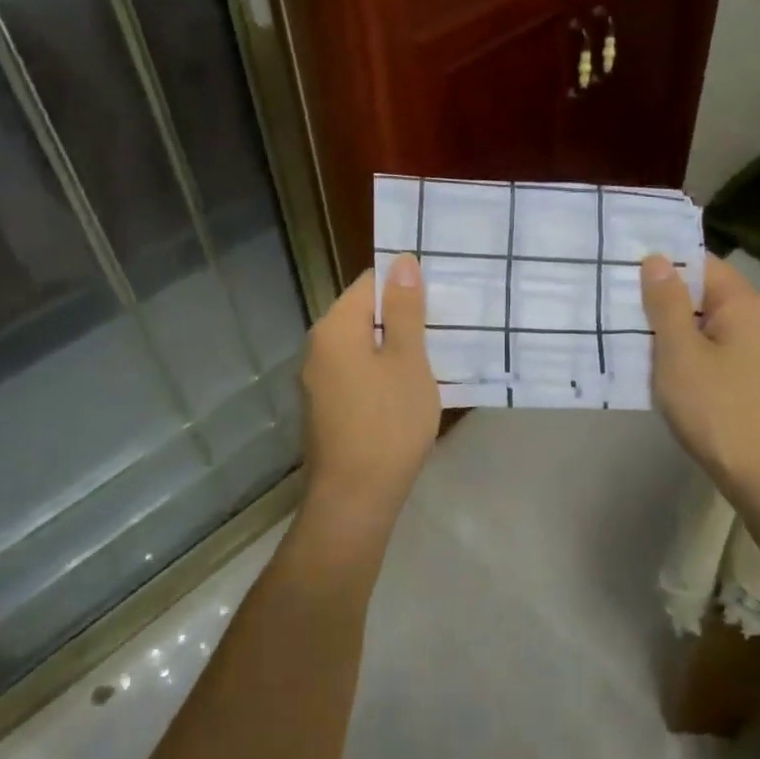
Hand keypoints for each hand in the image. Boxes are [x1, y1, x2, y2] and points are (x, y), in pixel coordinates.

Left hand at [298, 257, 440, 530]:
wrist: (355, 497)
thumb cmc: (388, 422)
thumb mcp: (407, 360)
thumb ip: (404, 310)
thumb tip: (401, 261)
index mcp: (335, 327)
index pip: (369, 282)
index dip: (404, 286)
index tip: (437, 302)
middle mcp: (318, 346)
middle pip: (362, 314)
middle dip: (400, 318)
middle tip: (442, 331)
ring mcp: (317, 380)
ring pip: (360, 346)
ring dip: (392, 348)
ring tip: (431, 359)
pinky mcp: (325, 407)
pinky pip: (355, 373)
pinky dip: (380, 373)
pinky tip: (406, 391)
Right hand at [640, 253, 759, 507]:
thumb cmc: (716, 408)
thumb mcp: (680, 352)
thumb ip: (665, 303)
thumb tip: (656, 258)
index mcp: (744, 303)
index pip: (698, 263)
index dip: (660, 264)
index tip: (620, 269)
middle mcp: (757, 318)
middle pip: (700, 293)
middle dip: (660, 298)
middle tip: (613, 302)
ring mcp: (756, 349)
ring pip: (702, 324)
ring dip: (668, 329)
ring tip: (625, 332)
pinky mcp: (749, 375)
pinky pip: (710, 349)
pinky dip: (683, 352)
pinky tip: (654, 365)